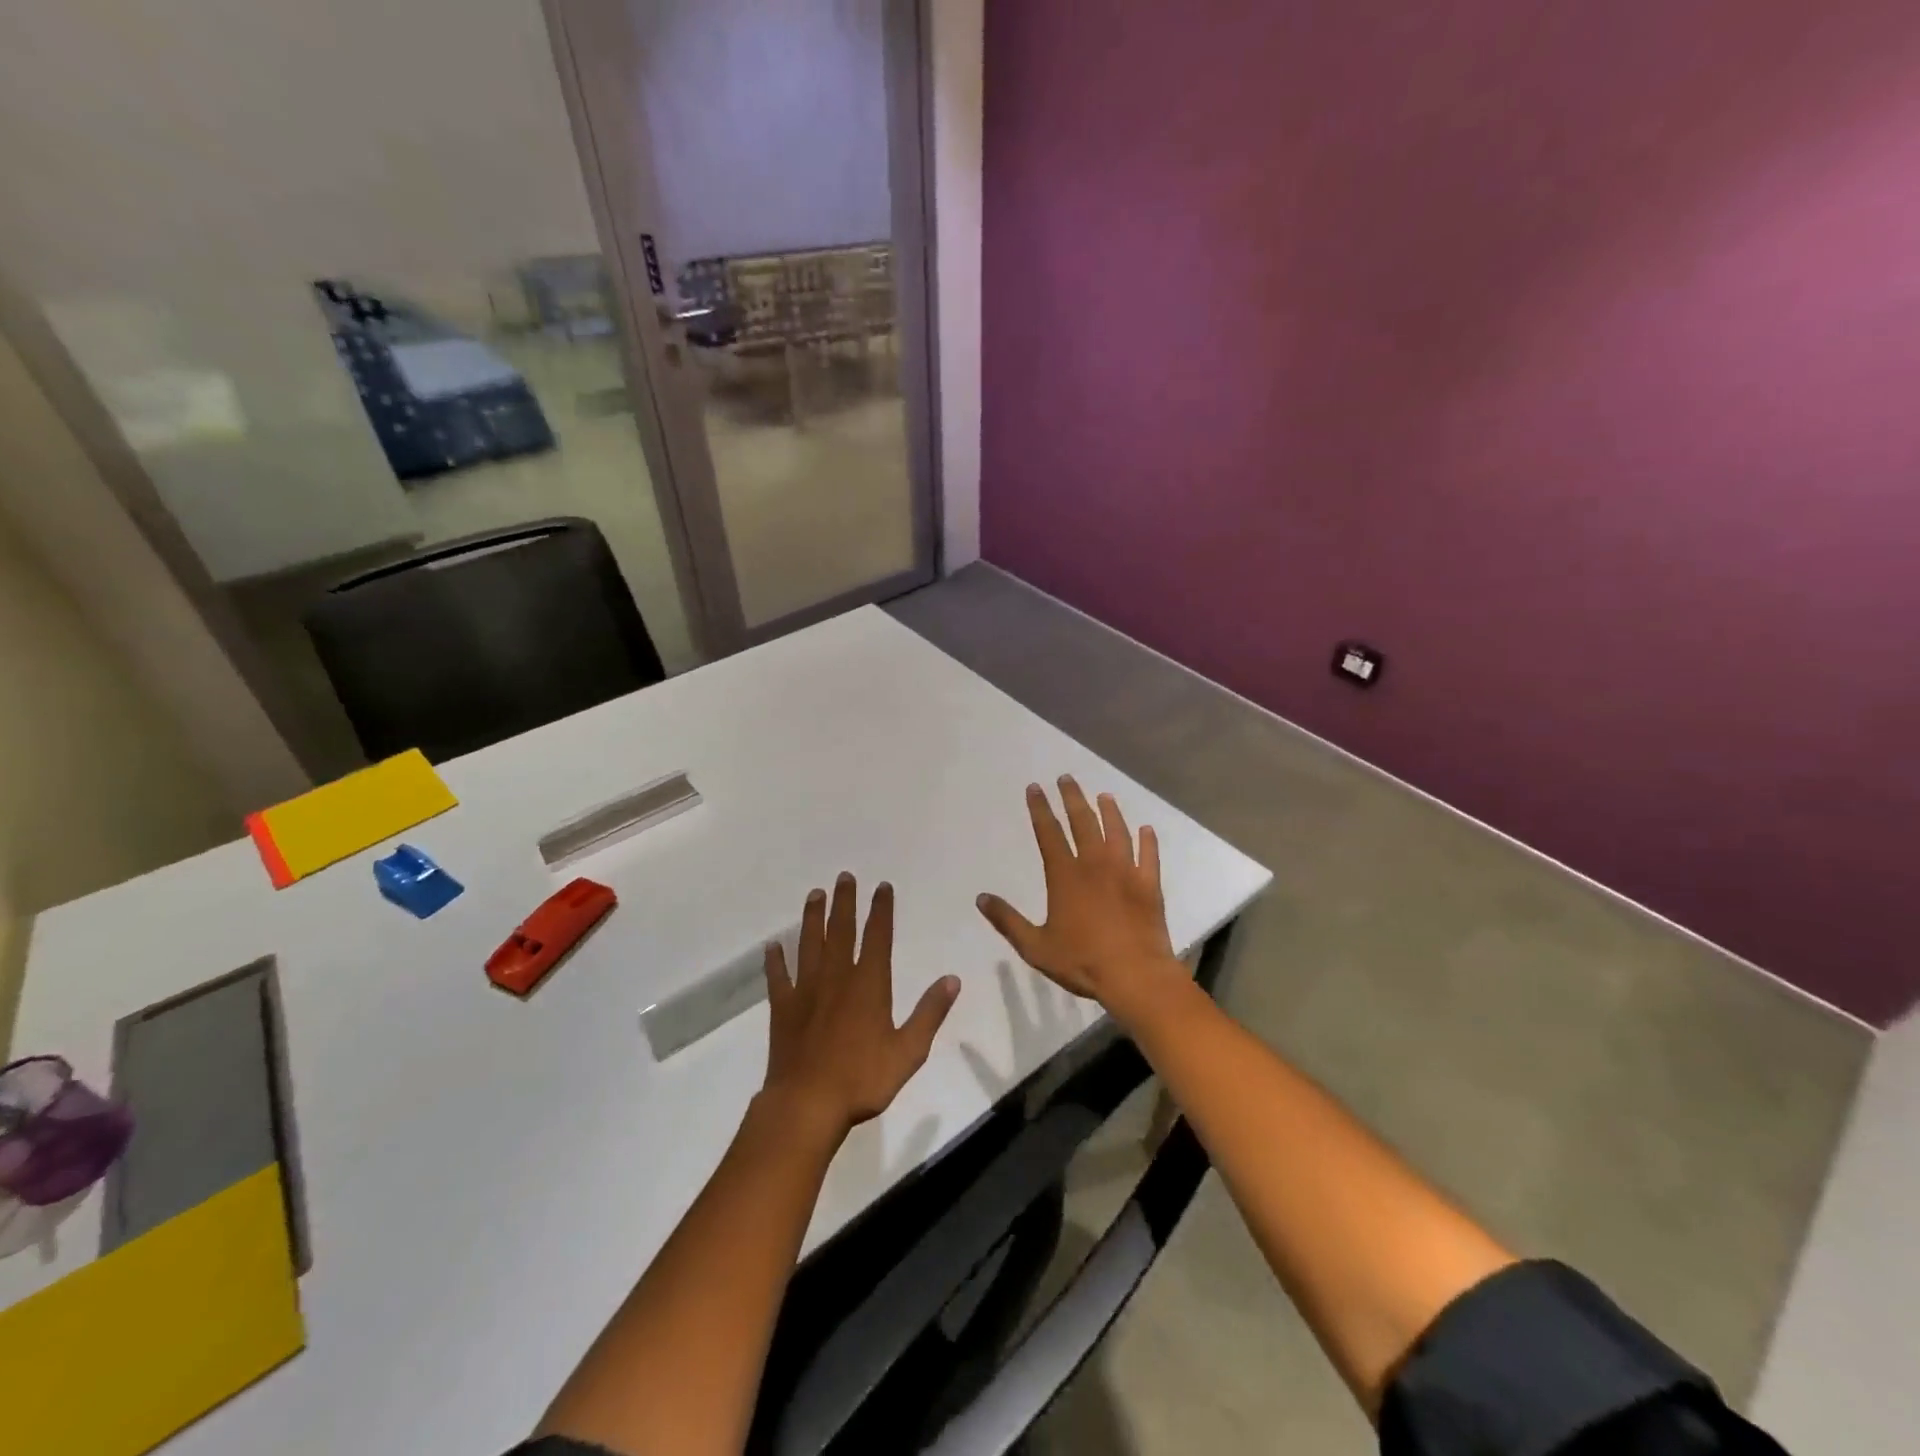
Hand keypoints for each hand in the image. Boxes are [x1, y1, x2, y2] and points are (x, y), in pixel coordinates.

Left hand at [762, 874, 960, 1137]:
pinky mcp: (783, 1009)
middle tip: (844, 877)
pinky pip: (778, 977)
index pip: (877, 937)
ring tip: (814, 894)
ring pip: (809, 945)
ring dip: (812, 918)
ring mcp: (806, 991)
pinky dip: (775, 960)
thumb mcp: (909, 1051)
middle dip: (845, 902)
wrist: (807, 1105)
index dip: (881, 910)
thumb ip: (930, 1013)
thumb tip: (952, 979)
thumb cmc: (862, 1079)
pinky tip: (772, 946)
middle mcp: (837, 978)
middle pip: (841, 931)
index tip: (882, 886)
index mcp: (868, 985)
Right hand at [976, 777, 1178, 1005]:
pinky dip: (1147, 841)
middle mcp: (1095, 864)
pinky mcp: (1149, 885)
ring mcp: (1126, 872)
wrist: (1135, 975)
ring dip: (1110, 811)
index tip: (1035, 788)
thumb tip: (981, 898)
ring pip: (1117, 831)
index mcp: (1065, 875)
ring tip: (1104, 796)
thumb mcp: (1035, 946)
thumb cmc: (1082, 961)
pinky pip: (1148, 855)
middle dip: (1072, 797)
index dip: (1040, 809)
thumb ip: (1008, 921)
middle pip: (1083, 821)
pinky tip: (1146, 830)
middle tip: (1067, 778)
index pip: (1049, 833)